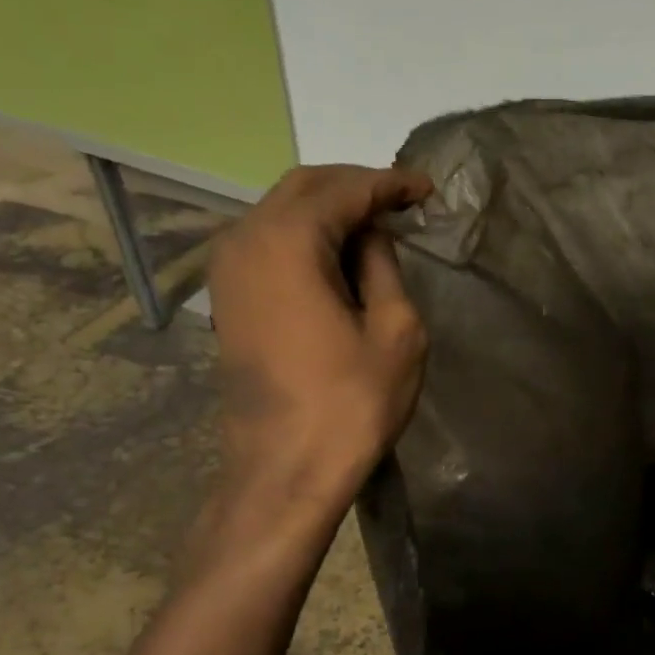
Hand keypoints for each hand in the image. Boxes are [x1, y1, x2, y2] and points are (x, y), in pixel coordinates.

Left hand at [204, 165, 432, 499]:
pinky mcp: (228, 297)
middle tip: (402, 201)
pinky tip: (338, 255)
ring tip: (376, 226)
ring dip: (329, 210)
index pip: (345, 190)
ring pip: (281, 211)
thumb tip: (371, 236)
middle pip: (304, 188)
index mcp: (287, 241)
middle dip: (356, 187)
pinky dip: (305, 236)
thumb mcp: (395, 331)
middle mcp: (245, 239)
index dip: (390, 184)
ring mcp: (228, 269)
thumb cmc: (351, 404)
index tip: (426, 189)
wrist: (285, 470)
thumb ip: (383, 266)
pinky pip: (268, 242)